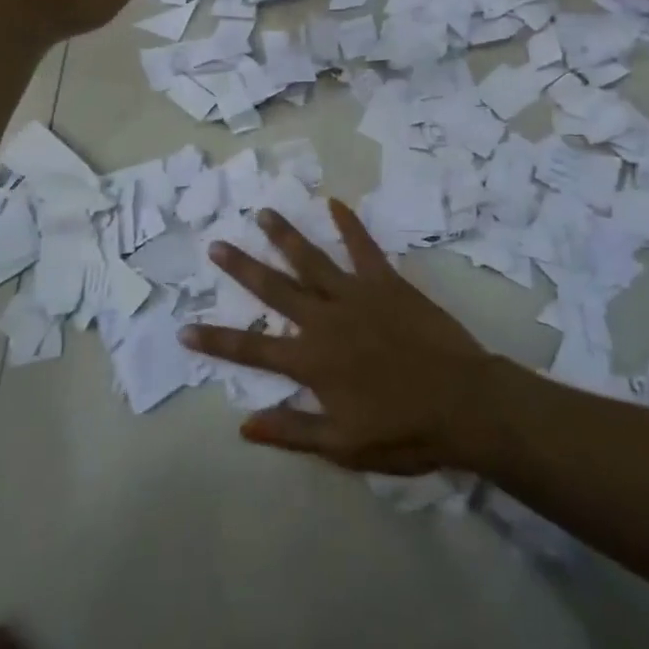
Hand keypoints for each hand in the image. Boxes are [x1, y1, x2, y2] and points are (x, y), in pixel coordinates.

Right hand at [182, 200, 492, 474]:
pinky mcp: (386, 282)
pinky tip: (335, 202)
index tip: (184, 329)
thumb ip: (292, 431)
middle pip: (274, 290)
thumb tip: (243, 425)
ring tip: (263, 212)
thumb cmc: (404, 430)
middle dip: (242, 268)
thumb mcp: (343, 446)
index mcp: (311, 361)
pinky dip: (349, 224)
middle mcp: (325, 320)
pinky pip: (364, 247)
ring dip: (285, 236)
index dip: (216, 341)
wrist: (464, 402)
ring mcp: (356, 295)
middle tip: (216, 245)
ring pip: (311, 260)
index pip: (252, 350)